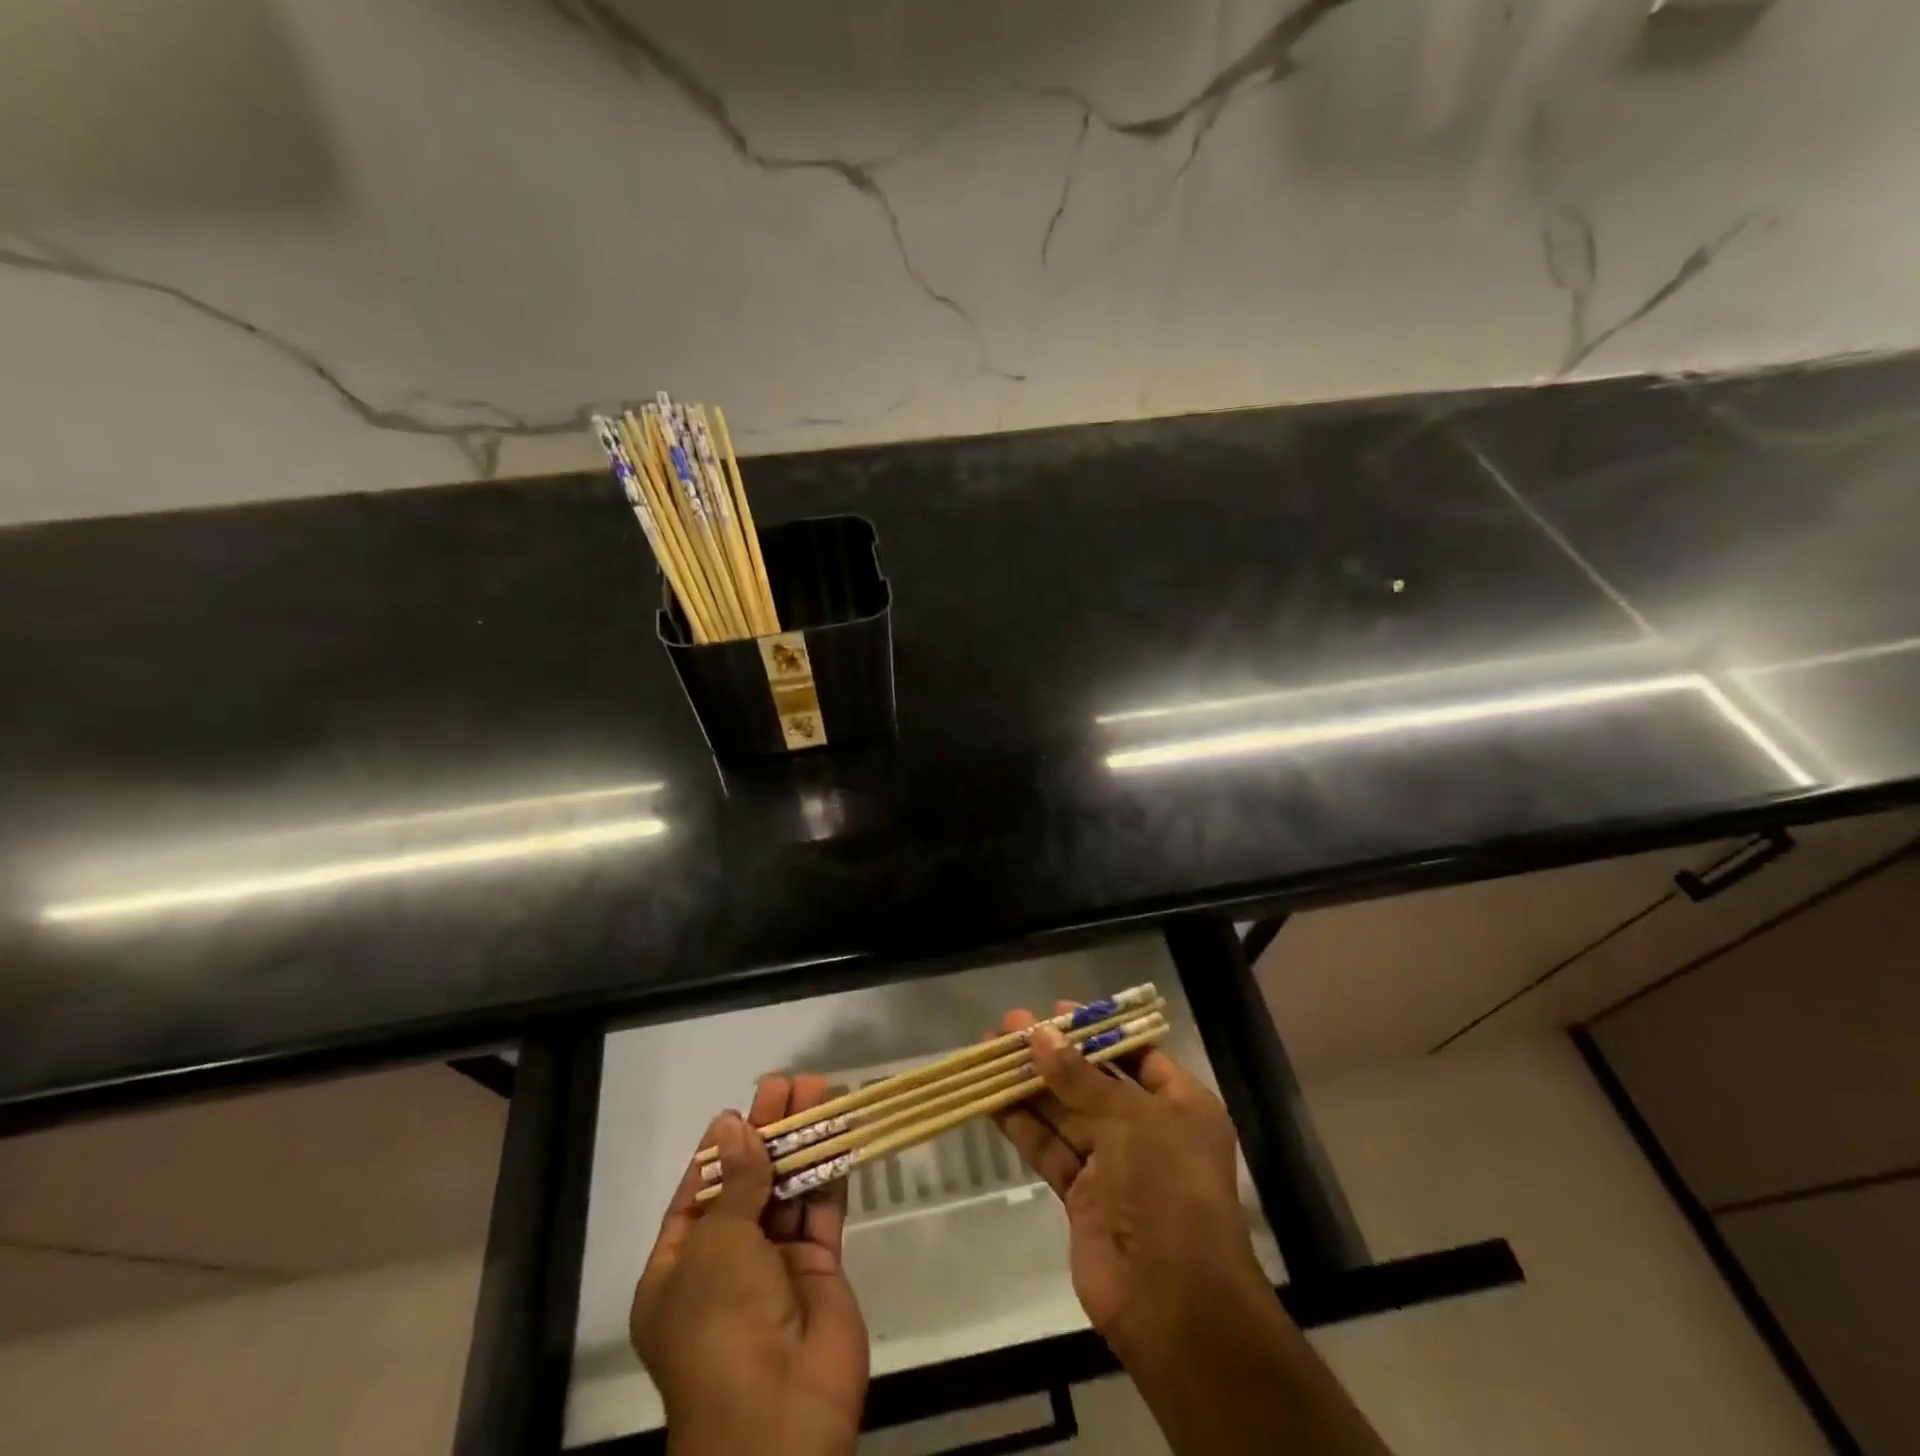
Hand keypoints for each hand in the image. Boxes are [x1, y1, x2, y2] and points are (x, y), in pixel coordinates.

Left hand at [630, 1075, 869, 1455]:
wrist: (778, 1416)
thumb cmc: (722, 1324)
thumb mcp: (717, 1245)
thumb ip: (738, 1181)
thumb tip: (734, 1124)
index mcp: (678, 1270)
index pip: (698, 1194)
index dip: (721, 1149)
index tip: (743, 1108)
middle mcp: (725, 1266)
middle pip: (749, 1184)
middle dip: (768, 1134)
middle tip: (790, 1085)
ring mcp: (775, 1266)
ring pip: (788, 1190)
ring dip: (803, 1142)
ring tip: (820, 1091)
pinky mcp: (819, 1267)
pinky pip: (821, 1210)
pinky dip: (830, 1170)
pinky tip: (840, 1130)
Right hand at [989, 1005, 1268, 1359]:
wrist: (1172, 1303)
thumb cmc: (1167, 1189)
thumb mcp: (1129, 1119)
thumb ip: (1079, 1077)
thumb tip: (1038, 1036)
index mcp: (1180, 1105)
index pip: (1135, 1054)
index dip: (1095, 1031)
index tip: (1055, 1011)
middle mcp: (1148, 1129)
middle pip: (1093, 1081)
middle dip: (1052, 1054)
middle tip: (1007, 1027)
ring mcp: (1113, 1164)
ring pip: (1066, 1113)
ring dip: (1030, 1085)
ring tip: (989, 1053)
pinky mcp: (1082, 1195)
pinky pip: (1050, 1148)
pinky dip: (1023, 1125)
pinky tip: (991, 1100)